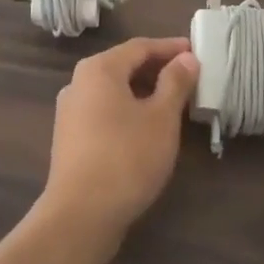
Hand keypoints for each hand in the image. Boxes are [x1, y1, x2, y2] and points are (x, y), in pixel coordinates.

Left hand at [37, 37, 198, 255]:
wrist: (79, 216)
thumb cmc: (126, 158)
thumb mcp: (161, 118)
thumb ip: (175, 83)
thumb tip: (186, 58)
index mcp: (99, 69)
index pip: (140, 47)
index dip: (169, 48)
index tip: (194, 51)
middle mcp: (79, 82)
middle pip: (123, 66)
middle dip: (156, 69)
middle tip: (187, 77)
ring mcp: (70, 111)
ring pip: (113, 90)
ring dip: (142, 91)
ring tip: (171, 103)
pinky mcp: (69, 138)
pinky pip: (104, 111)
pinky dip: (127, 110)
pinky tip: (145, 128)